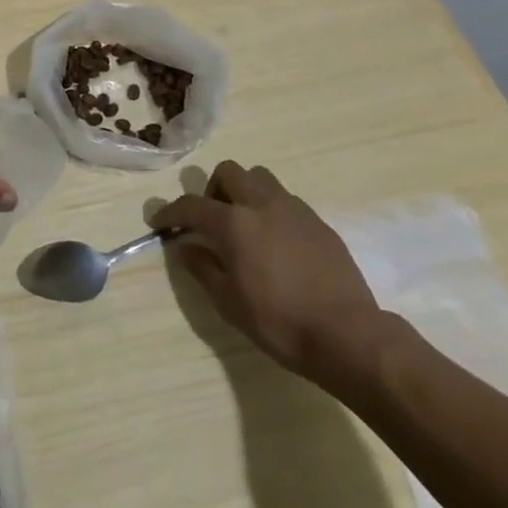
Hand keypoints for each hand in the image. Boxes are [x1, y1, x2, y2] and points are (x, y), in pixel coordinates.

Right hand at [152, 160, 387, 381]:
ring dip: (244, 191)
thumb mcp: (229, 303)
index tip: (159, 221)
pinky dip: (270, 208)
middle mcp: (261, 204)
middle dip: (212, 190)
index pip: (192, 205)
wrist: (348, 335)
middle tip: (211, 219)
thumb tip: (185, 247)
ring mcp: (294, 209)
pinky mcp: (318, 222)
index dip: (170, 211)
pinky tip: (275, 241)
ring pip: (260, 177)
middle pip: (229, 172)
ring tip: (244, 223)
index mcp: (234, 223)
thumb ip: (203, 269)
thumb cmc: (280, 323)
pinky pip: (285, 199)